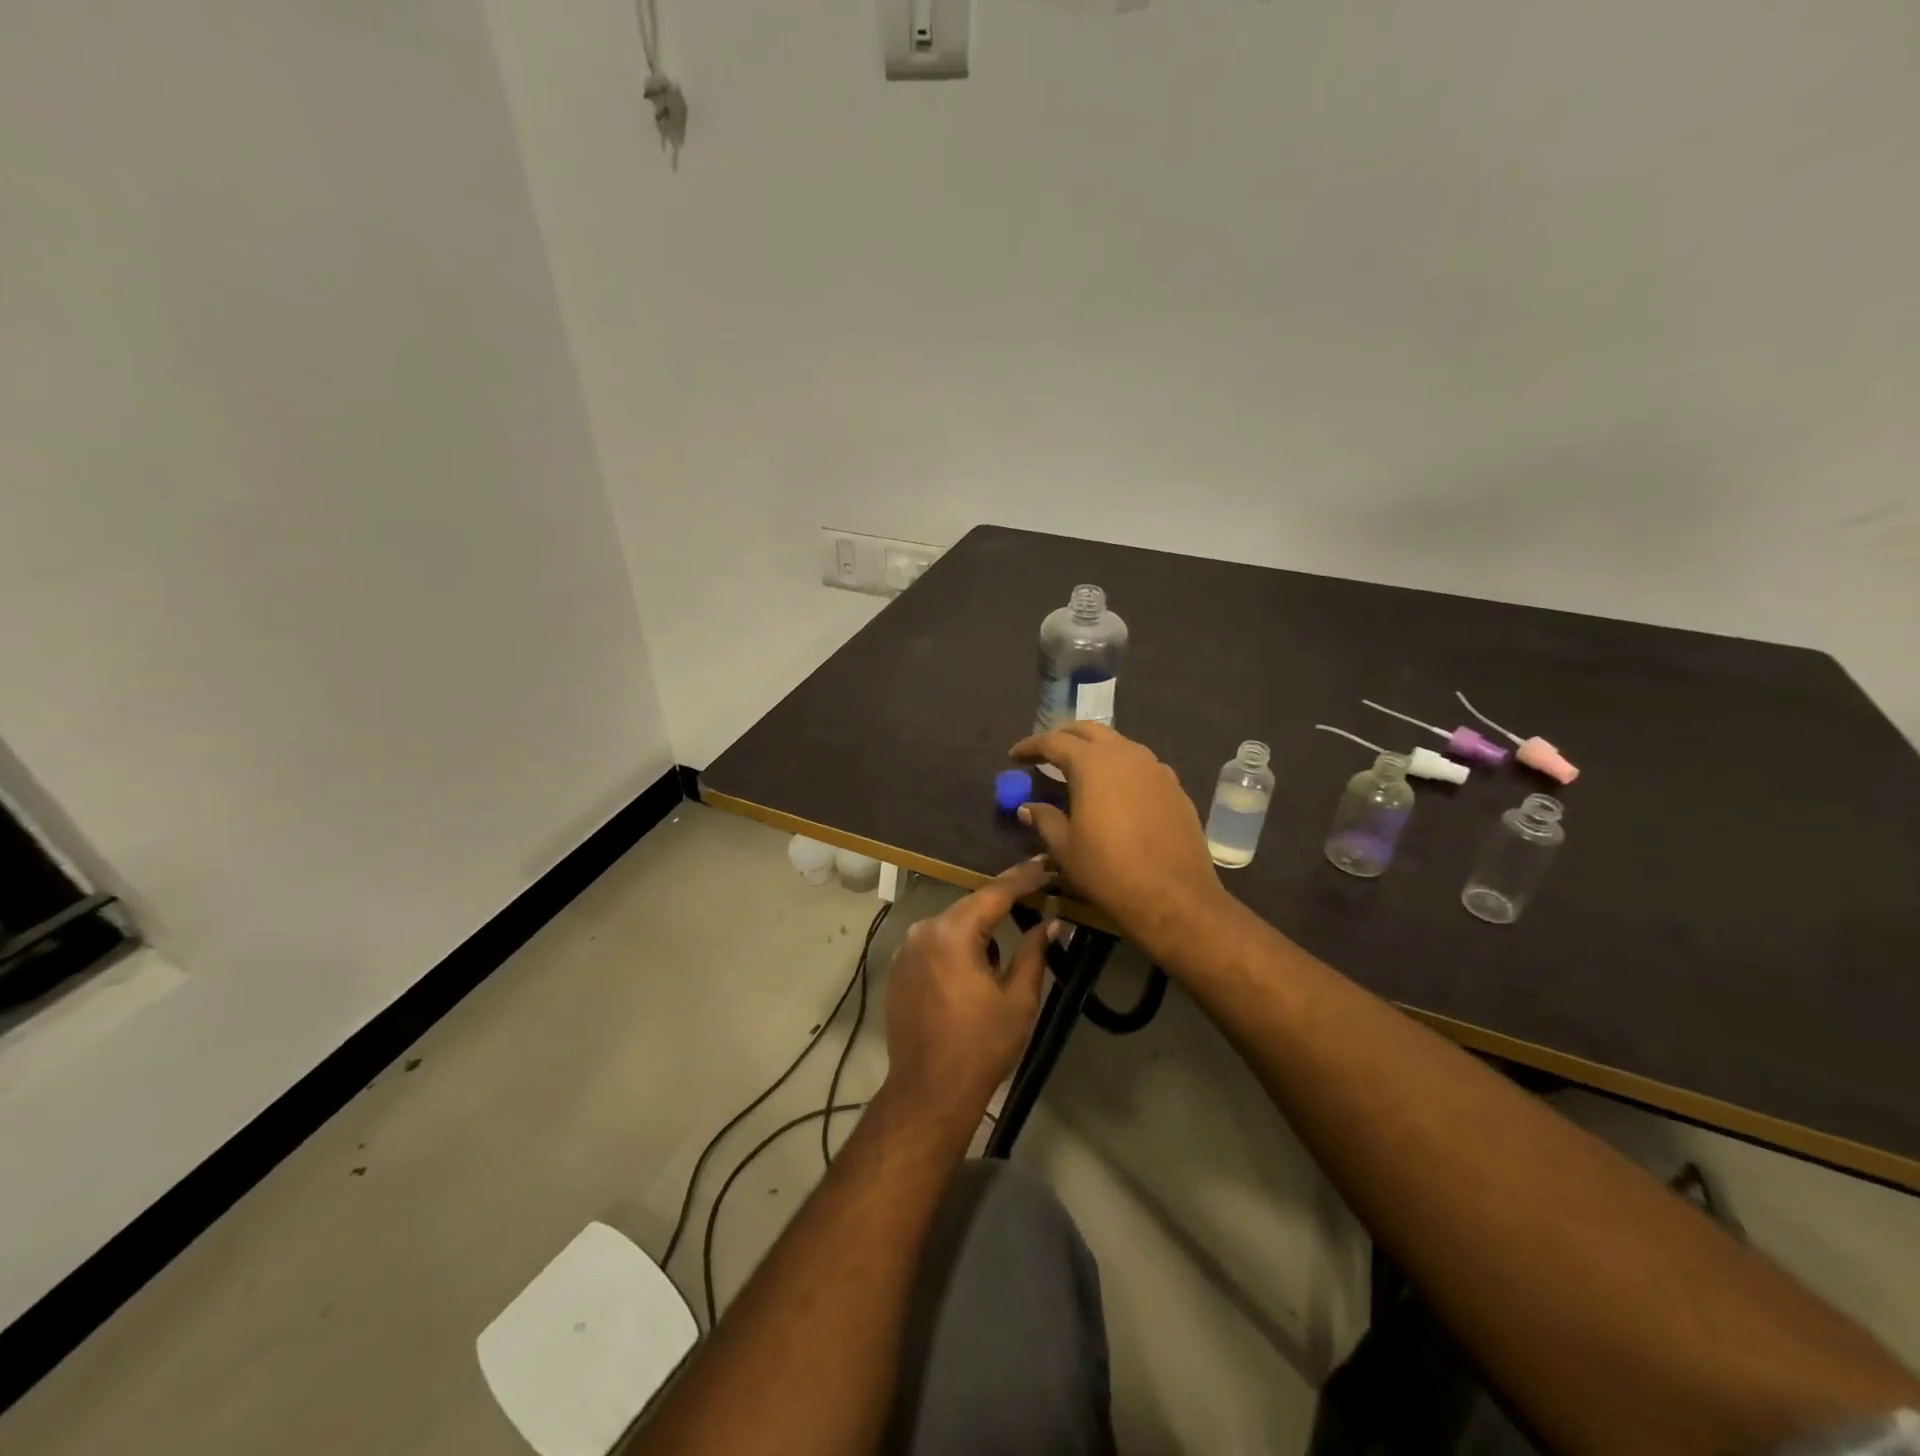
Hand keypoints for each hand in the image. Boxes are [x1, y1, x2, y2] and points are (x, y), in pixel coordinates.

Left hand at [882, 858, 1054, 1125]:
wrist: (928, 1092)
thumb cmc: (980, 1047)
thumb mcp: (1018, 1000)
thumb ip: (1034, 952)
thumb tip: (1052, 921)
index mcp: (953, 933)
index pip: (994, 893)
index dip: (1023, 878)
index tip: (1046, 864)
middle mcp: (924, 930)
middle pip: (970, 905)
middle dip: (1002, 900)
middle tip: (1035, 892)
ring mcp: (906, 950)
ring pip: (951, 924)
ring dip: (978, 925)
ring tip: (1008, 932)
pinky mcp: (898, 969)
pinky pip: (934, 943)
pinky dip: (956, 943)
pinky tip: (975, 960)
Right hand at [1008, 722, 1231, 963]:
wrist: (1174, 897)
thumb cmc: (1109, 871)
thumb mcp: (1065, 847)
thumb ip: (1044, 819)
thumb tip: (1028, 807)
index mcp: (1093, 763)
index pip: (1053, 741)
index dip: (1030, 746)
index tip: (1014, 756)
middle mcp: (1126, 754)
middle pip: (1089, 731)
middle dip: (1064, 737)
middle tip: (1045, 753)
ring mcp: (1155, 768)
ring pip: (1118, 744)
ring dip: (1095, 750)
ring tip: (1078, 771)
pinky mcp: (1175, 787)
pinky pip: (1140, 765)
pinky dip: (1120, 768)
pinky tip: (1114, 791)